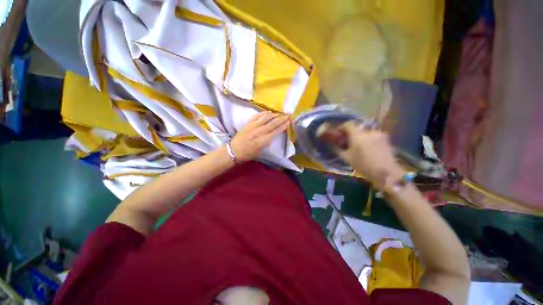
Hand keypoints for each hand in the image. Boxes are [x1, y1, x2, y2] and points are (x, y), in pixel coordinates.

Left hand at [230, 111, 289, 161]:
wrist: (235, 150)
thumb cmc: (249, 153)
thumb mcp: (261, 150)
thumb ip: (267, 141)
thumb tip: (273, 134)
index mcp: (264, 140)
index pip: (276, 130)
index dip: (283, 125)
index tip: (289, 121)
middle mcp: (260, 131)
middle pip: (273, 123)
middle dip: (282, 118)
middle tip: (288, 115)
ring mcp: (253, 126)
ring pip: (266, 117)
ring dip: (274, 114)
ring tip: (280, 113)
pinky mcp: (248, 123)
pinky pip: (257, 116)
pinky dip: (264, 113)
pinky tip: (268, 112)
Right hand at [337, 122, 404, 189]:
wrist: (386, 172)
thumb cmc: (363, 165)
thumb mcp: (347, 158)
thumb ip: (338, 149)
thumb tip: (332, 144)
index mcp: (357, 135)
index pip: (348, 124)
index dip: (342, 127)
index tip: (338, 133)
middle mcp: (368, 131)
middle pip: (357, 128)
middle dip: (351, 133)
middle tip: (347, 141)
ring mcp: (378, 133)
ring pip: (365, 132)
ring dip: (360, 136)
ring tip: (358, 145)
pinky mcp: (385, 138)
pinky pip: (372, 135)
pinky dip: (368, 139)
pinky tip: (367, 148)